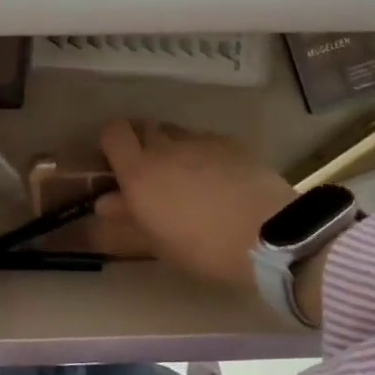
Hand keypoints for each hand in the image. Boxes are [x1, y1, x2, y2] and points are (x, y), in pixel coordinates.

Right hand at [89, 120, 293, 288]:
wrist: (268, 235)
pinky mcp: (230, 142)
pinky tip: (221, 181)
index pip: (113, 132)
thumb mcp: (158, 243)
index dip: (113, 142)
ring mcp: (199, 141)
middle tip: (154, 175)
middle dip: (144, 144)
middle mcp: (164, 147)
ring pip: (176, 134)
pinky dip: (205, 155)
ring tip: (190, 179)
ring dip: (175, 149)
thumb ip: (127, 219)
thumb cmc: (203, 247)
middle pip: (144, 128)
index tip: (118, 162)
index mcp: (139, 171)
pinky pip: (206, 141)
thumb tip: (105, 203)